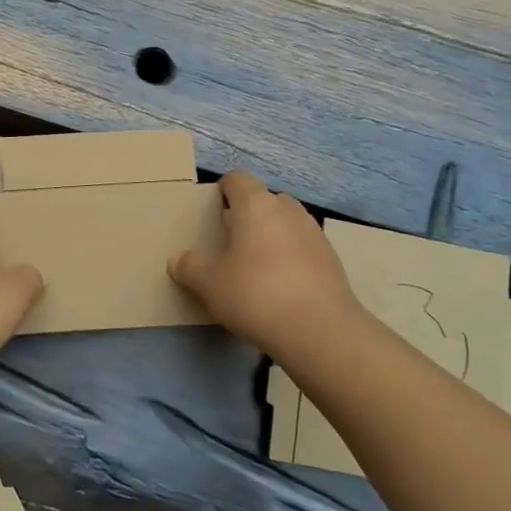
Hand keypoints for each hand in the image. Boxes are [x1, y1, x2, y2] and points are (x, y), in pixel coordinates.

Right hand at [169, 171, 366, 362]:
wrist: (320, 331)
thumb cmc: (256, 294)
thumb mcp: (209, 284)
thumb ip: (190, 267)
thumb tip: (178, 259)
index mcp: (256, 205)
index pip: (237, 179)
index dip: (223, 190)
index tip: (212, 211)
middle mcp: (288, 210)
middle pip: (265, 200)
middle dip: (250, 215)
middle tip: (231, 242)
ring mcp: (315, 234)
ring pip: (287, 224)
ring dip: (272, 237)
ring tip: (255, 267)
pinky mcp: (332, 261)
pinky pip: (303, 249)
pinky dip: (291, 259)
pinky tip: (280, 288)